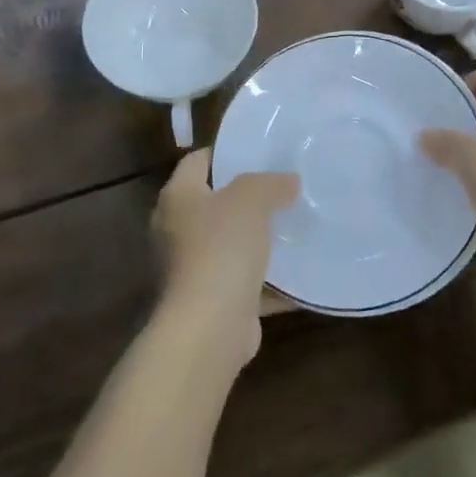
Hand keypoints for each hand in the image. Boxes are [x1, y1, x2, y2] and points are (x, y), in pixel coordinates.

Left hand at [152, 150, 298, 363]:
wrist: (210, 326)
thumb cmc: (222, 247)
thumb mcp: (251, 198)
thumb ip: (271, 183)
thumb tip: (289, 181)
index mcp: (178, 198)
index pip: (197, 162)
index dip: (224, 152)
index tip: (258, 150)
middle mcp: (176, 230)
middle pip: (213, 203)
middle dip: (245, 197)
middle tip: (282, 186)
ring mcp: (192, 269)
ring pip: (229, 244)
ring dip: (256, 240)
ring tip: (293, 224)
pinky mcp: (212, 302)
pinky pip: (245, 283)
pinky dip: (268, 281)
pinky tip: (299, 273)